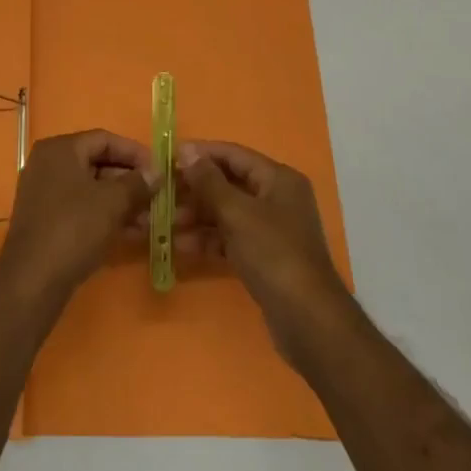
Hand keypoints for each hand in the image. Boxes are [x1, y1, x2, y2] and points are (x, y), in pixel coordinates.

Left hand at [0, 130, 155, 299]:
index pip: (104, 139)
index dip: (135, 153)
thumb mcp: (112, 202)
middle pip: (97, 163)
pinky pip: (81, 208)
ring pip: (91, 189)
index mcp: (60, 149)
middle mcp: (48, 164)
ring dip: (122, 202)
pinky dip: (105, 216)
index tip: (159, 170)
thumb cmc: (74, 228)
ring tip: (151, 219)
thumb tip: (156, 172)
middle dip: (130, 181)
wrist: (33, 279)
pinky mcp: (46, 220)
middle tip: (158, 197)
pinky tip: (131, 232)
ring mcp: (44, 192)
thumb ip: (137, 183)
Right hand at [177, 139, 351, 357]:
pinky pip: (231, 238)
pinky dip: (209, 239)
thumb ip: (209, 181)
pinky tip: (183, 247)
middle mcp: (277, 198)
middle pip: (228, 183)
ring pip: (227, 212)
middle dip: (195, 190)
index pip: (233, 154)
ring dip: (197, 217)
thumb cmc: (273, 254)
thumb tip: (186, 151)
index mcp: (278, 179)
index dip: (201, 154)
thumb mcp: (237, 213)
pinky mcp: (264, 256)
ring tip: (167, 225)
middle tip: (162, 196)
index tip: (168, 159)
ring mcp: (271, 229)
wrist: (307, 319)